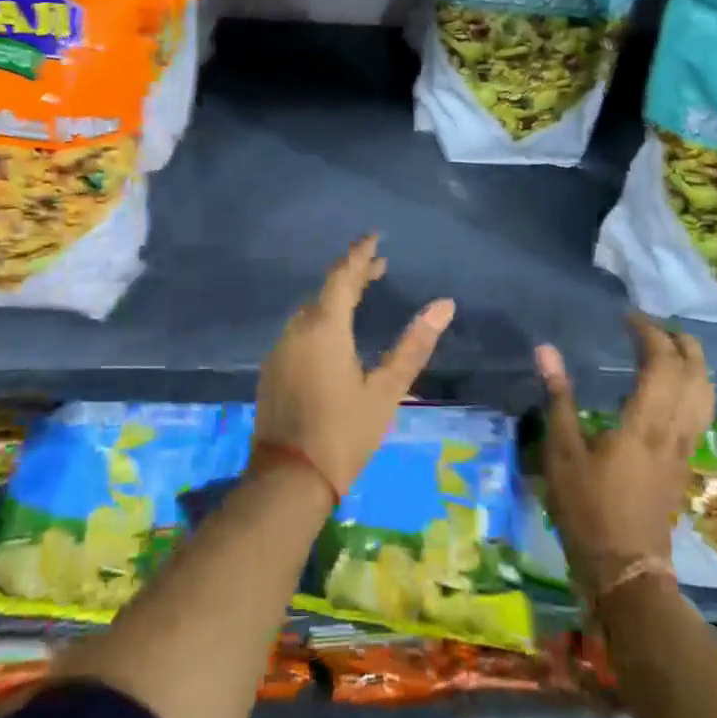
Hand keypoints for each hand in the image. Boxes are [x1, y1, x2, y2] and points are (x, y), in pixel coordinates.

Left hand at [254, 236, 455, 497]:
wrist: (288, 480)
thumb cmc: (344, 433)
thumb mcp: (386, 390)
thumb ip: (413, 345)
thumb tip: (444, 305)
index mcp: (324, 327)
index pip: (343, 275)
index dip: (360, 254)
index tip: (374, 237)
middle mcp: (297, 329)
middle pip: (325, 290)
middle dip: (352, 275)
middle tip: (378, 268)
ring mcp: (280, 348)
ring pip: (310, 311)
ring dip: (335, 298)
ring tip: (360, 296)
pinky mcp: (272, 368)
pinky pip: (299, 330)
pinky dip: (319, 320)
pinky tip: (333, 334)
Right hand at [535, 316, 713, 599]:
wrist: (625, 568)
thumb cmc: (588, 508)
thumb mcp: (562, 451)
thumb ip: (558, 397)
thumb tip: (546, 349)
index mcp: (646, 423)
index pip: (663, 364)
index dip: (650, 334)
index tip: (628, 317)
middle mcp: (674, 430)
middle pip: (696, 375)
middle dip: (681, 342)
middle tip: (652, 326)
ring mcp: (685, 448)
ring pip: (706, 395)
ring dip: (693, 364)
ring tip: (667, 348)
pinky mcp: (685, 463)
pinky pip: (700, 412)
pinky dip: (692, 386)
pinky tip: (670, 388)